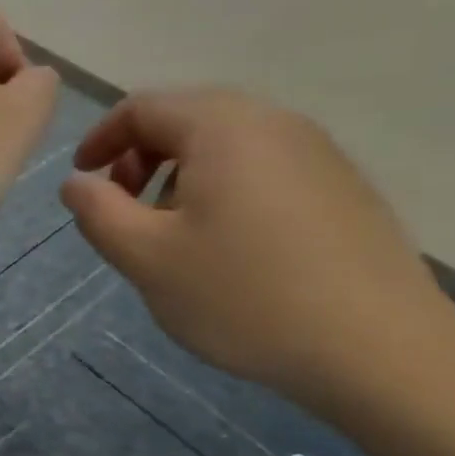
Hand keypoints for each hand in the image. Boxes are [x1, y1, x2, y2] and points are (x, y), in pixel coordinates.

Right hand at [61, 88, 454, 404]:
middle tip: (121, 206)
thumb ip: (97, 211)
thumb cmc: (241, 295)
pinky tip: (222, 244)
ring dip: (179, 173)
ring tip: (168, 231)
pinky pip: (262, 167)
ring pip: (226, 143)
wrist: (376, 347)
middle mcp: (275, 124)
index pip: (143, 107)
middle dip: (140, 156)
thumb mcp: (144, 256)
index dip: (100, 139)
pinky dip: (222, 188)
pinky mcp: (341, 187)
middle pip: (187, 117)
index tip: (82, 181)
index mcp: (224, 129)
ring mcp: (318, 154)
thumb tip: (78, 182)